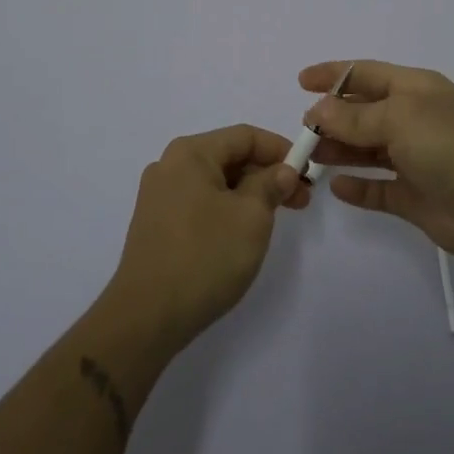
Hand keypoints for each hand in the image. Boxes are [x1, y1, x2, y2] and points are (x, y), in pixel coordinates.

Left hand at [106, 125, 309, 350]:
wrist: (146, 317)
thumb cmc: (205, 257)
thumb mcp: (251, 217)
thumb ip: (271, 185)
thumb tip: (281, 171)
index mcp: (190, 153)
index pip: (245, 136)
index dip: (281, 150)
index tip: (307, 172)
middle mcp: (170, 165)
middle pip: (229, 157)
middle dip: (267, 174)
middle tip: (300, 200)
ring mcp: (159, 196)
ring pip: (215, 182)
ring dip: (249, 194)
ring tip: (275, 219)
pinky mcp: (156, 225)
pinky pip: (199, 203)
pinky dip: (226, 209)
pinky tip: (241, 234)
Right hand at [301, 60, 453, 265]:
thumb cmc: (447, 145)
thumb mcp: (398, 118)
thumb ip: (354, 116)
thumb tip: (318, 109)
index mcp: (415, 89)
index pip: (367, 74)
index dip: (334, 75)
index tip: (301, 82)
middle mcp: (415, 119)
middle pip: (364, 113)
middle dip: (333, 118)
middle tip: (303, 131)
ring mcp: (416, 159)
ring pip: (368, 150)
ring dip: (340, 151)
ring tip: (311, 157)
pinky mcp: (416, 196)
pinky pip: (379, 188)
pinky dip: (358, 187)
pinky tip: (336, 188)